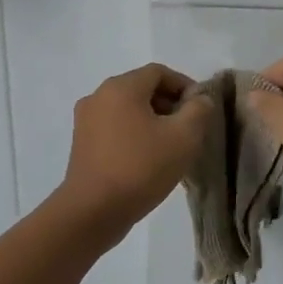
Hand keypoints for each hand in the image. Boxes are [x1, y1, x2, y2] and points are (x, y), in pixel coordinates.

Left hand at [56, 63, 210, 238]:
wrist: (93, 211)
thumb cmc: (141, 168)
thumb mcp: (184, 137)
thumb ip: (199, 110)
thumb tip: (200, 98)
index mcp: (121, 87)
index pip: (159, 72)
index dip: (184, 86)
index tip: (201, 109)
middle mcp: (98, 96)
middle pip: (141, 89)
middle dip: (169, 104)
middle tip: (189, 130)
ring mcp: (85, 120)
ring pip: (128, 110)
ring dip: (152, 121)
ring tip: (171, 147)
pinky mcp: (81, 143)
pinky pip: (114, 128)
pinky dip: (134, 134)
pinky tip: (147, 159)